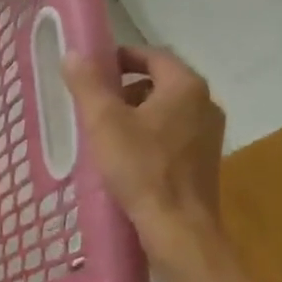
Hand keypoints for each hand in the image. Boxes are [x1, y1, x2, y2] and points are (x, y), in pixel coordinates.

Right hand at [63, 46, 225, 265]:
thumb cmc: (140, 168)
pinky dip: (148, 135)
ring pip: (165, 110)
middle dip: (124, 88)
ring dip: (135, 113)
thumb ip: (87, 84)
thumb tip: (73, 54)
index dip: (120, 57)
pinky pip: (172, 134)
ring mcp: (208, 134)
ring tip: (104, 132)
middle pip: (159, 82)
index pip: (152, 55)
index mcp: (185, 87)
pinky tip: (125, 156)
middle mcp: (205, 104)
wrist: (178, 227)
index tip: (93, 69)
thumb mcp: (104, 122)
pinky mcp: (204, 160)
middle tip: (93, 103)